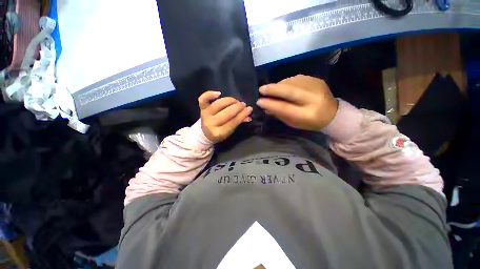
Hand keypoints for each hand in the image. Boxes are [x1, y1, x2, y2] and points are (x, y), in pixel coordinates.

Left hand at [198, 91, 252, 142]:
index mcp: (219, 133)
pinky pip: (203, 99)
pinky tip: (219, 93)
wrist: (205, 133)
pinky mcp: (202, 109)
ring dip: (230, 100)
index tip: (249, 109)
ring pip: (219, 104)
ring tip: (236, 101)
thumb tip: (249, 116)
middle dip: (238, 107)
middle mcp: (211, 124)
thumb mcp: (230, 131)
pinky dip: (210, 94)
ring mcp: (205, 115)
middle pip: (227, 113)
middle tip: (243, 105)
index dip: (242, 115)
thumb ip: (239, 123)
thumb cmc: (220, 132)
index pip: (233, 122)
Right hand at [256, 75, 337, 130]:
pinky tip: (282, 86)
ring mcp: (316, 87)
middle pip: (290, 91)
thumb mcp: (294, 123)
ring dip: (279, 85)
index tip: (259, 101)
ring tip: (271, 89)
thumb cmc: (309, 122)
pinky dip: (286, 82)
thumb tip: (265, 106)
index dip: (271, 104)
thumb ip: (280, 114)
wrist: (332, 113)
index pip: (286, 108)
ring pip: (292, 82)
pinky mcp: (317, 79)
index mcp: (308, 115)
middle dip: (273, 89)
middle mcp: (313, 99)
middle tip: (261, 89)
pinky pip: (296, 78)